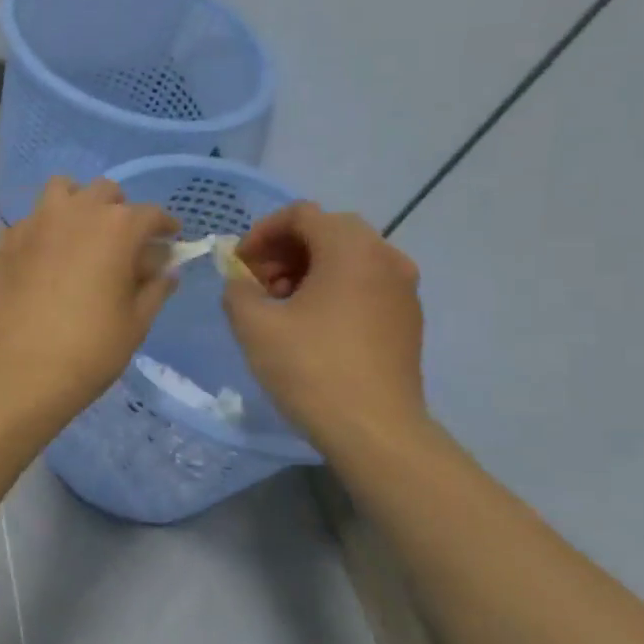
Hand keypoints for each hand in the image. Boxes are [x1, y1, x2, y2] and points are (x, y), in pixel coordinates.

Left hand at [0, 177, 177, 437]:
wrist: (17, 372)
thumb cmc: (88, 350)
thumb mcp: (135, 324)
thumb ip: (155, 289)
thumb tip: (166, 269)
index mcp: (116, 228)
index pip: (150, 214)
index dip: (164, 226)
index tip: (169, 239)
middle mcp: (74, 213)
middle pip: (104, 193)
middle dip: (119, 210)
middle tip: (122, 242)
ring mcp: (33, 224)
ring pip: (60, 191)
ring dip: (76, 205)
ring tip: (80, 236)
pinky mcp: (4, 243)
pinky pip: (29, 222)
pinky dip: (43, 231)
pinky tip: (44, 260)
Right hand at [221, 201, 428, 452]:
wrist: (374, 429)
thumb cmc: (311, 368)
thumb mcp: (254, 325)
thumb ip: (238, 289)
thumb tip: (241, 281)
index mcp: (351, 249)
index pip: (302, 214)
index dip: (262, 232)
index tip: (239, 264)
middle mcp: (386, 258)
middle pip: (327, 231)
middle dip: (284, 250)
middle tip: (256, 283)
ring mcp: (402, 289)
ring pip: (347, 258)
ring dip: (307, 269)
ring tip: (279, 306)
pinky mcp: (406, 318)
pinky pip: (364, 284)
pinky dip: (332, 289)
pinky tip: (310, 325)